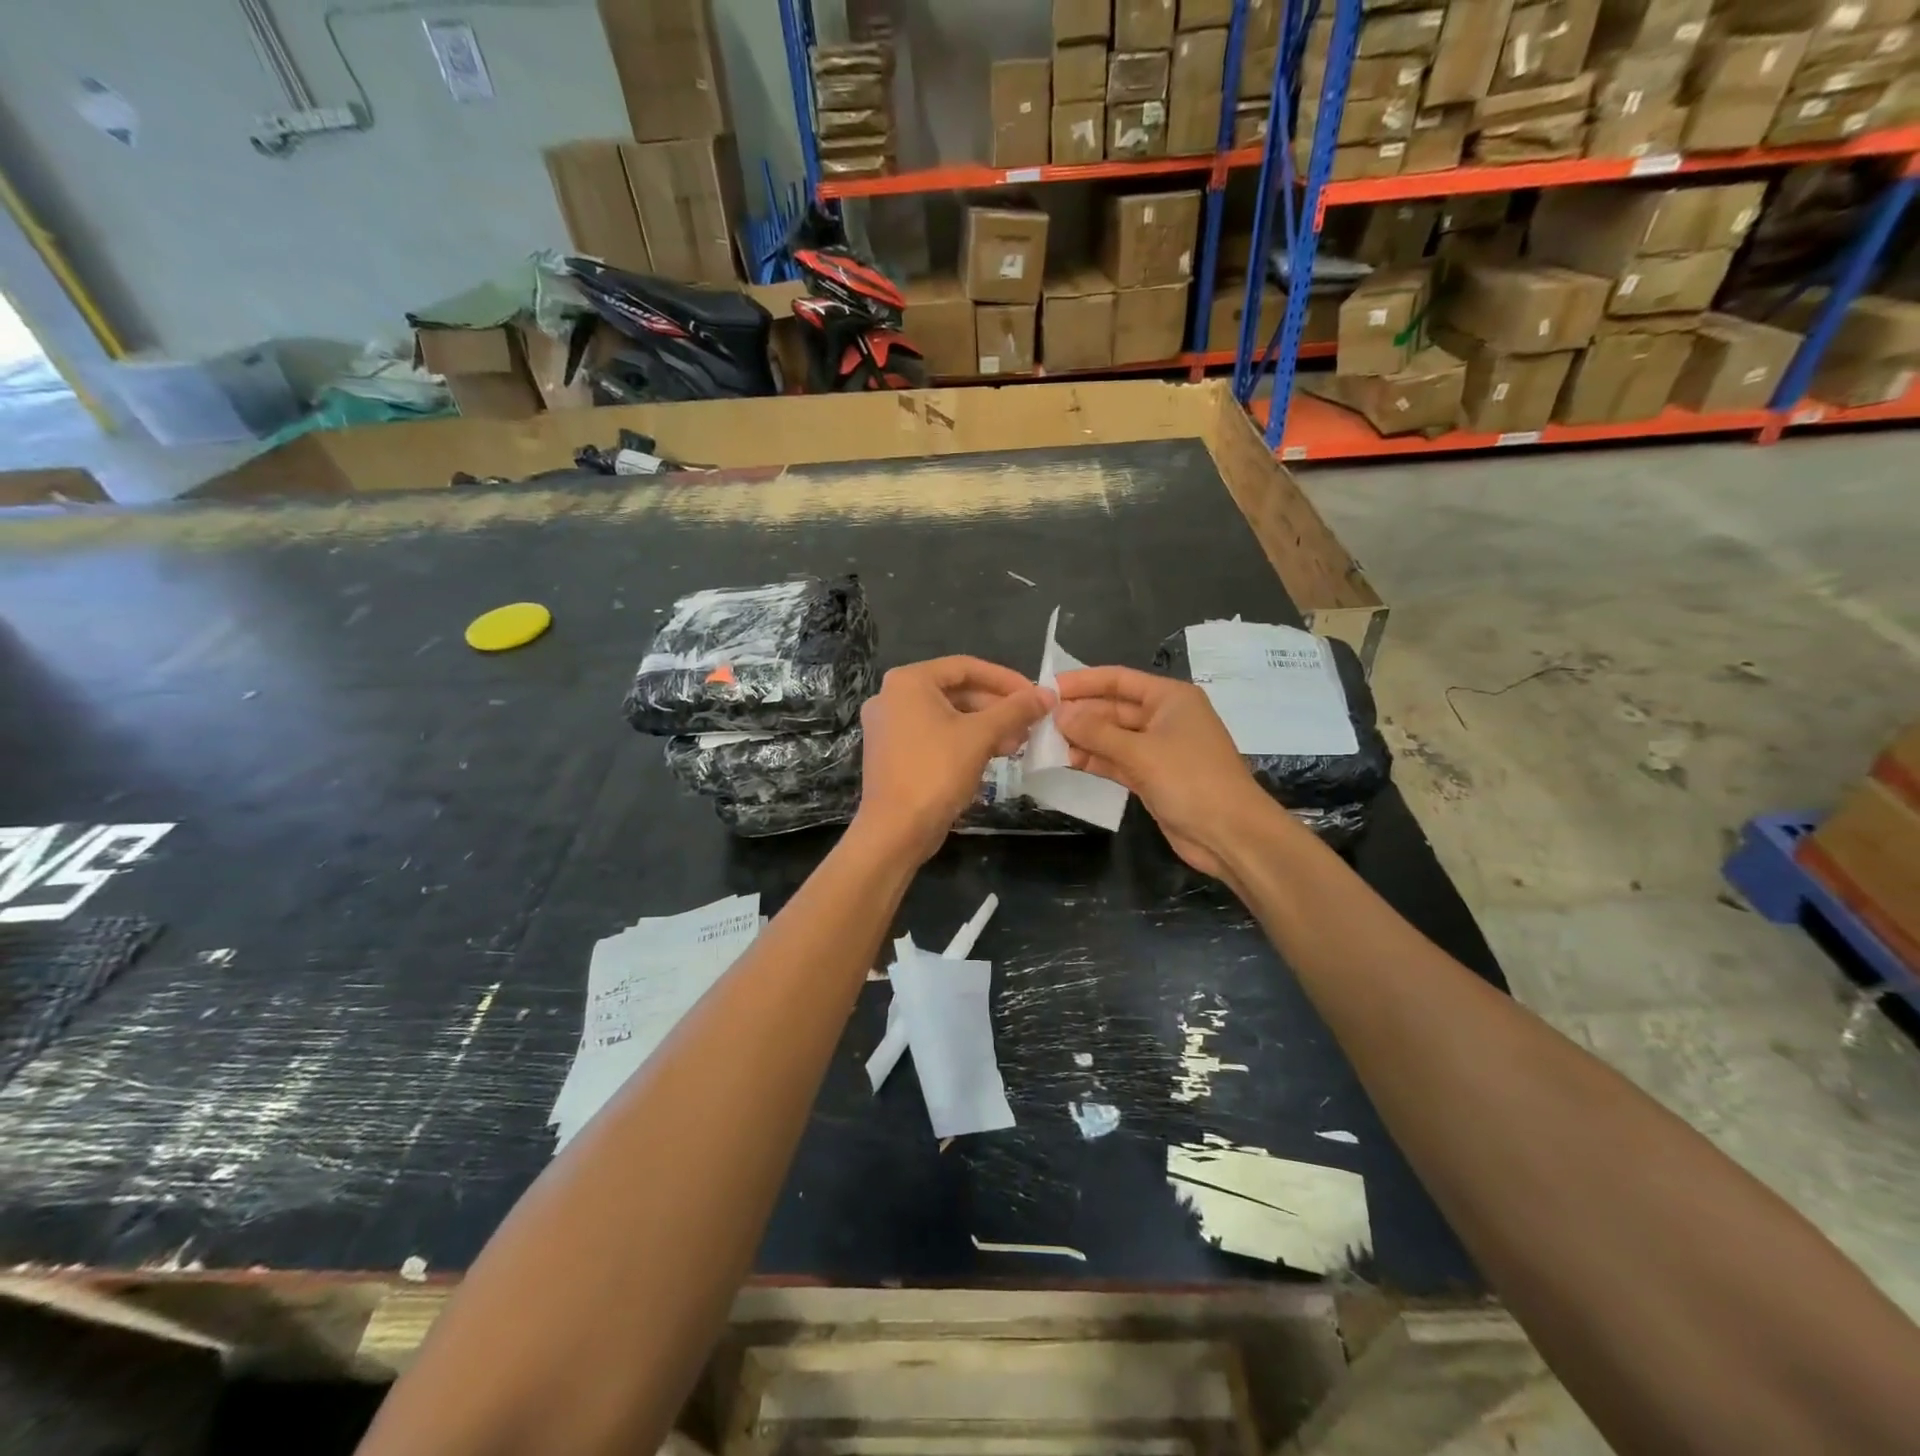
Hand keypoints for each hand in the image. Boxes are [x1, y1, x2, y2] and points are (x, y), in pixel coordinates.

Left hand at [854, 656, 1051, 862]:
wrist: (896, 830)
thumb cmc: (936, 772)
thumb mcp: (981, 736)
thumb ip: (1015, 710)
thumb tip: (1047, 694)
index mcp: (908, 681)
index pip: (966, 667)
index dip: (1005, 679)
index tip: (1034, 694)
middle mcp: (893, 696)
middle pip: (956, 691)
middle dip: (997, 707)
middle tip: (1029, 723)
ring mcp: (890, 726)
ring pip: (948, 715)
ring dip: (985, 726)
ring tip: (1018, 742)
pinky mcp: (894, 752)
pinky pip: (935, 735)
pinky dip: (964, 740)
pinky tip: (994, 754)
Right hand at [1053, 666, 1264, 878]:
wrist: (1230, 834)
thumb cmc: (1191, 780)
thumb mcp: (1141, 752)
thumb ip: (1097, 732)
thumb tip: (1059, 714)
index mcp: (1170, 698)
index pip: (1119, 680)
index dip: (1083, 681)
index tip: (1047, 688)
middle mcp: (1164, 718)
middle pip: (1113, 708)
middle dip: (1079, 713)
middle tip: (1037, 719)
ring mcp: (1158, 749)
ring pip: (1112, 737)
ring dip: (1082, 738)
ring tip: (1043, 740)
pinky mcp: (1152, 777)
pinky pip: (1116, 761)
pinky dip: (1094, 760)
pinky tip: (1065, 759)